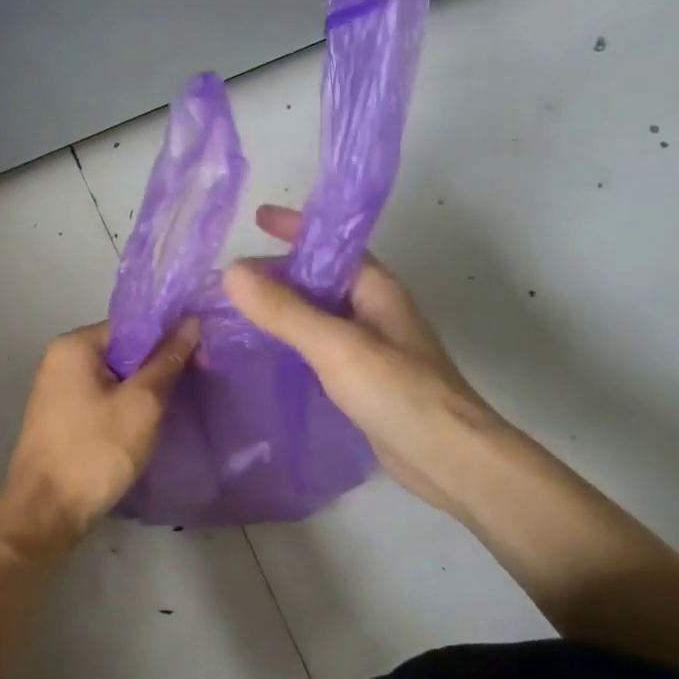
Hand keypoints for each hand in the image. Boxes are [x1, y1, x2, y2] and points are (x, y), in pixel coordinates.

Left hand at [0, 319, 197, 551]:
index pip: (131, 326)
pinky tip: (150, 423)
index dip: (169, 337)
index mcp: (74, 345)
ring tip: (179, 402)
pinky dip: (126, 407)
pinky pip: (102, 400)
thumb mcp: (141, 404)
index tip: (202, 355)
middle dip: (158, 365)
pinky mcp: (62, 419)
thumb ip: (167, 361)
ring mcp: (57, 391)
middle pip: (122, 350)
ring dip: (144, 389)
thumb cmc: (95, 451)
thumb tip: (191, 322)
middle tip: (198, 380)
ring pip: (114, 378)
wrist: (46, 512)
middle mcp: (60, 360)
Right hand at [223, 205, 501, 517]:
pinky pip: (315, 349)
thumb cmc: (399, 392)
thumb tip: (231, 271)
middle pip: (318, 279)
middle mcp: (372, 311)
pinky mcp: (359, 381)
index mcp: (376, 289)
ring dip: (279, 309)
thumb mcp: (336, 345)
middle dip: (277, 273)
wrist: (449, 460)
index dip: (296, 228)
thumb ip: (284, 310)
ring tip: (232, 312)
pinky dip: (287, 343)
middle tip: (229, 278)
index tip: (257, 217)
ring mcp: (367, 348)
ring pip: (314, 315)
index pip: (332, 244)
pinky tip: (260, 354)